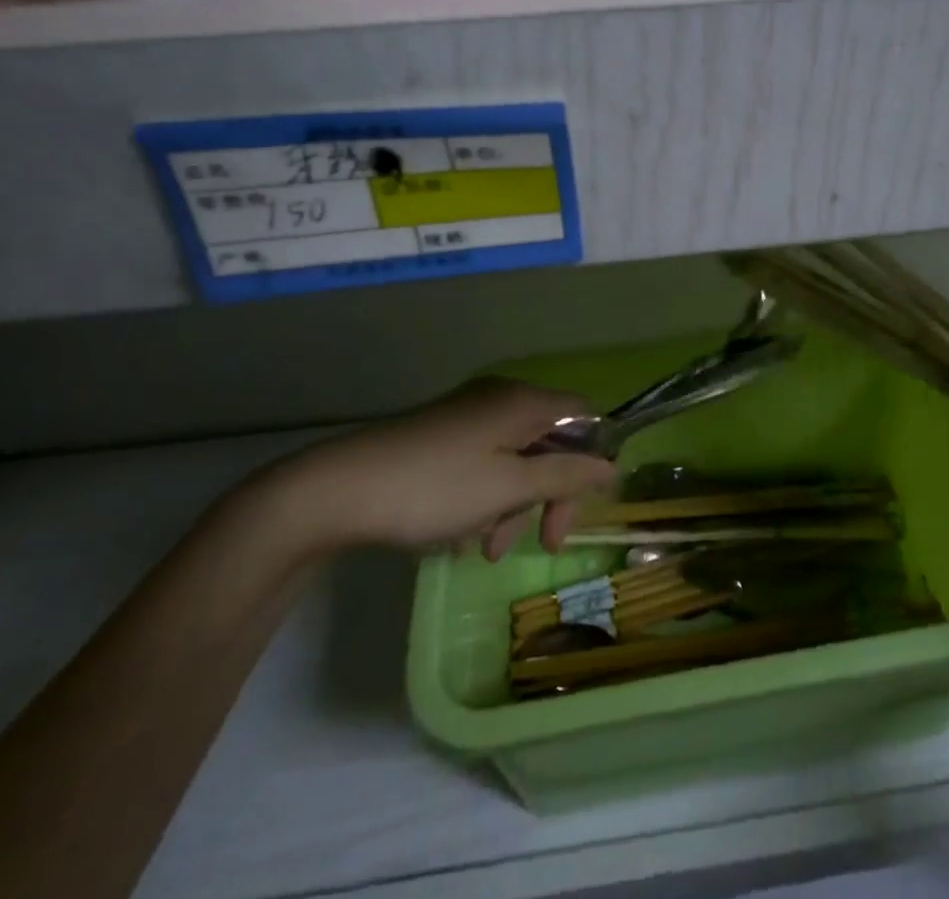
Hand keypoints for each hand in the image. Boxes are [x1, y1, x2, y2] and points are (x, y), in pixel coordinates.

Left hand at [260, 379, 616, 560]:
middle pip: (550, 441)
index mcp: (523, 402)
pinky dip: (486, 497)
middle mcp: (500, 399)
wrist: (337, 490)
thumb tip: (611, 465)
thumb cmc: (435, 488)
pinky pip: (484, 462)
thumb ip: (565, 476)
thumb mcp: (509, 488)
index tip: (585, 505)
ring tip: (487, 550)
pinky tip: (462, 534)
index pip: (584, 416)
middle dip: (551, 493)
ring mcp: (468, 416)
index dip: (595, 457)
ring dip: (514, 504)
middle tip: (545, 542)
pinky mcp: (441, 435)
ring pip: (515, 457)